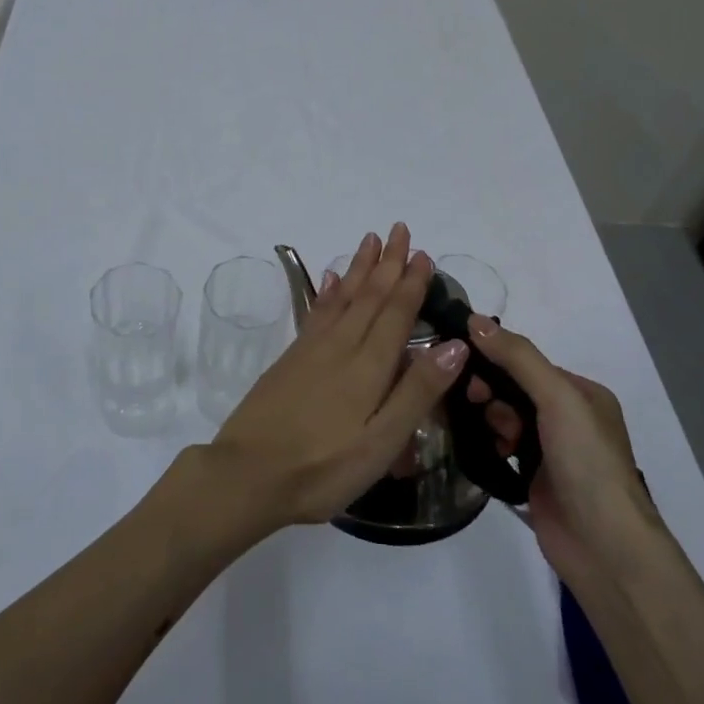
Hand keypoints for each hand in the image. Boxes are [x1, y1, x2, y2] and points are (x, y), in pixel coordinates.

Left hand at [206, 224, 468, 528]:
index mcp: (369, 366)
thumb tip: (455, 345)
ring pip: (343, 297)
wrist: (247, 474)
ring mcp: (312, 349)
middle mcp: (341, 347)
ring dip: (360, 267)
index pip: (396, 313)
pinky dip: (329, 291)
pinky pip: (317, 311)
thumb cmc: (323, 468)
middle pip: (370, 296)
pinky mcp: (291, 359)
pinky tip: (332, 278)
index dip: (412, 283)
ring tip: (370, 239)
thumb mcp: (381, 442)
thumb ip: (417, 392)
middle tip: (399, 229)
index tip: (423, 253)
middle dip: (387, 262)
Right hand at [464, 316, 655, 581]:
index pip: (528, 363)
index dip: (496, 359)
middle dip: (491, 393)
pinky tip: (481, 449)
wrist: (603, 546)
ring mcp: (550, 451)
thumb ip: (518, 358)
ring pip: (504, 419)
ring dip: (490, 420)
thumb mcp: (557, 398)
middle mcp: (568, 419)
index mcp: (582, 394)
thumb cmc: (587, 462)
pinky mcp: (533, 479)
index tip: (464, 363)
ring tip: (491, 436)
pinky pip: (500, 448)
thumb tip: (474, 319)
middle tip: (474, 402)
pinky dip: (488, 444)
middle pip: (513, 390)